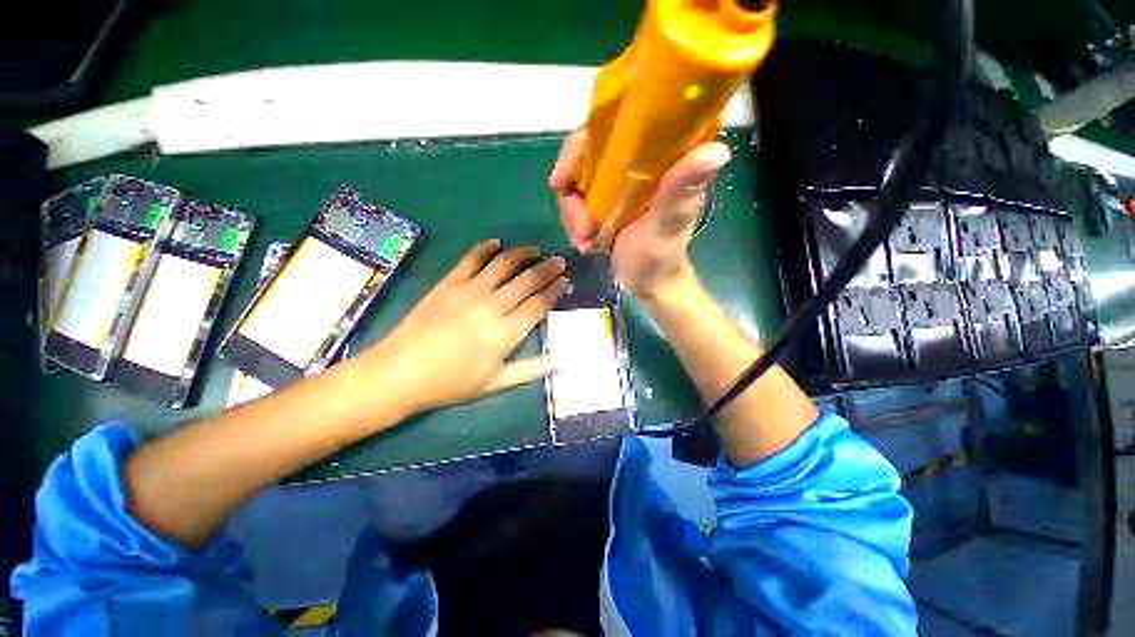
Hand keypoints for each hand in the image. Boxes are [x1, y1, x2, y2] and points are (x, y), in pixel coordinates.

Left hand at [359, 240, 566, 413]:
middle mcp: (491, 307)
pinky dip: (486, 248)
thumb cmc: (451, 383)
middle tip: (559, 260)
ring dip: (523, 253)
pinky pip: (471, 258)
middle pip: (526, 280)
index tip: (564, 279)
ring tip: (535, 250)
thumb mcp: (495, 383)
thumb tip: (563, 363)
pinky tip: (497, 244)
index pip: (538, 304)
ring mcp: (468, 291)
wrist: (399, 373)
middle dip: (547, 268)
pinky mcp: (448, 283)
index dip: (554, 290)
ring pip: (503, 264)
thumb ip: (531, 370)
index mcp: (505, 334)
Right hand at [549, 129, 731, 297]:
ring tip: (585, 241)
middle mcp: (636, 162)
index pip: (613, 124)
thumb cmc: (660, 258)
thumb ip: (680, 192)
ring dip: (572, 215)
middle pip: (585, 155)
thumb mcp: (667, 226)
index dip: (581, 145)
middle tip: (580, 227)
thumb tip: (717, 151)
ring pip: (576, 181)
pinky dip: (574, 222)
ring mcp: (618, 183)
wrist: (647, 283)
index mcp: (660, 157)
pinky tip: (585, 243)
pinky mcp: (606, 201)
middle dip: (572, 195)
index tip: (563, 179)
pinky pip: (575, 201)